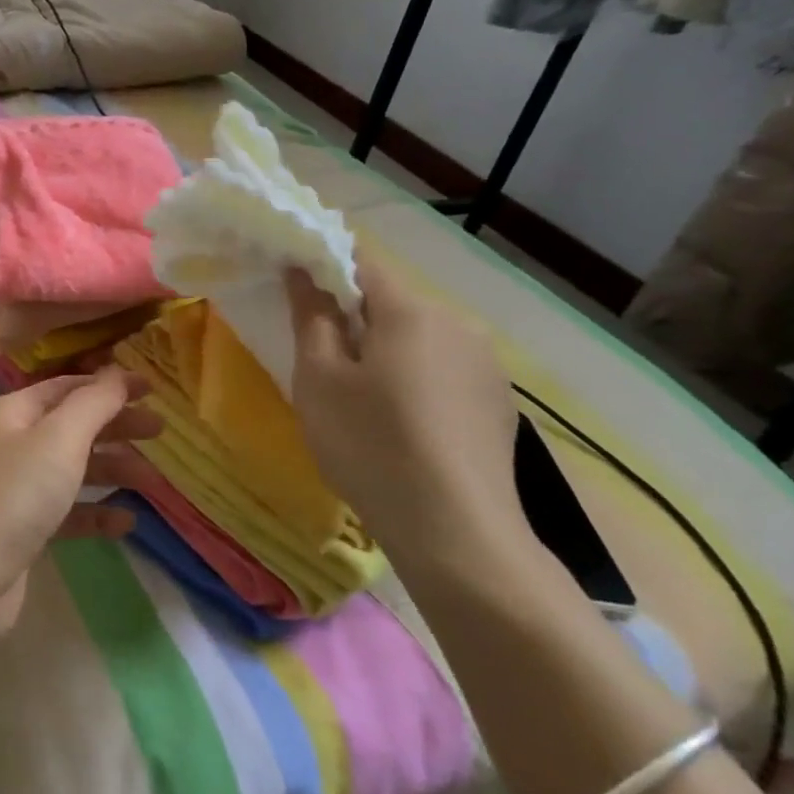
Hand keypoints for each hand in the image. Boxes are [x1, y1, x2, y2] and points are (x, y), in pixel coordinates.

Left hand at [0, 366, 159, 641]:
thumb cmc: (14, 494)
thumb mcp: (59, 438)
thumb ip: (93, 403)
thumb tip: (117, 371)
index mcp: (13, 413)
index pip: (66, 387)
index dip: (108, 385)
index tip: (152, 390)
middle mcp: (12, 444)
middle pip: (72, 426)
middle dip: (115, 426)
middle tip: (160, 431)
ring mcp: (17, 488)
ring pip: (72, 469)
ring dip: (111, 470)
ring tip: (151, 480)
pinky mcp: (24, 529)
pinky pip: (68, 512)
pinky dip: (96, 513)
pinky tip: (126, 522)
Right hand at [287, 257, 532, 578]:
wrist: (456, 532)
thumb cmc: (370, 444)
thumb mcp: (320, 379)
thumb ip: (311, 317)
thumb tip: (304, 273)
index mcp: (411, 310)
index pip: (361, 261)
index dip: (323, 266)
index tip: (293, 287)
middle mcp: (458, 324)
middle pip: (392, 302)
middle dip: (354, 316)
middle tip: (321, 356)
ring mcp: (487, 364)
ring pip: (420, 337)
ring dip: (387, 349)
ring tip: (362, 396)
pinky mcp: (499, 402)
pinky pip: (444, 369)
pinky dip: (416, 377)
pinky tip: (403, 422)